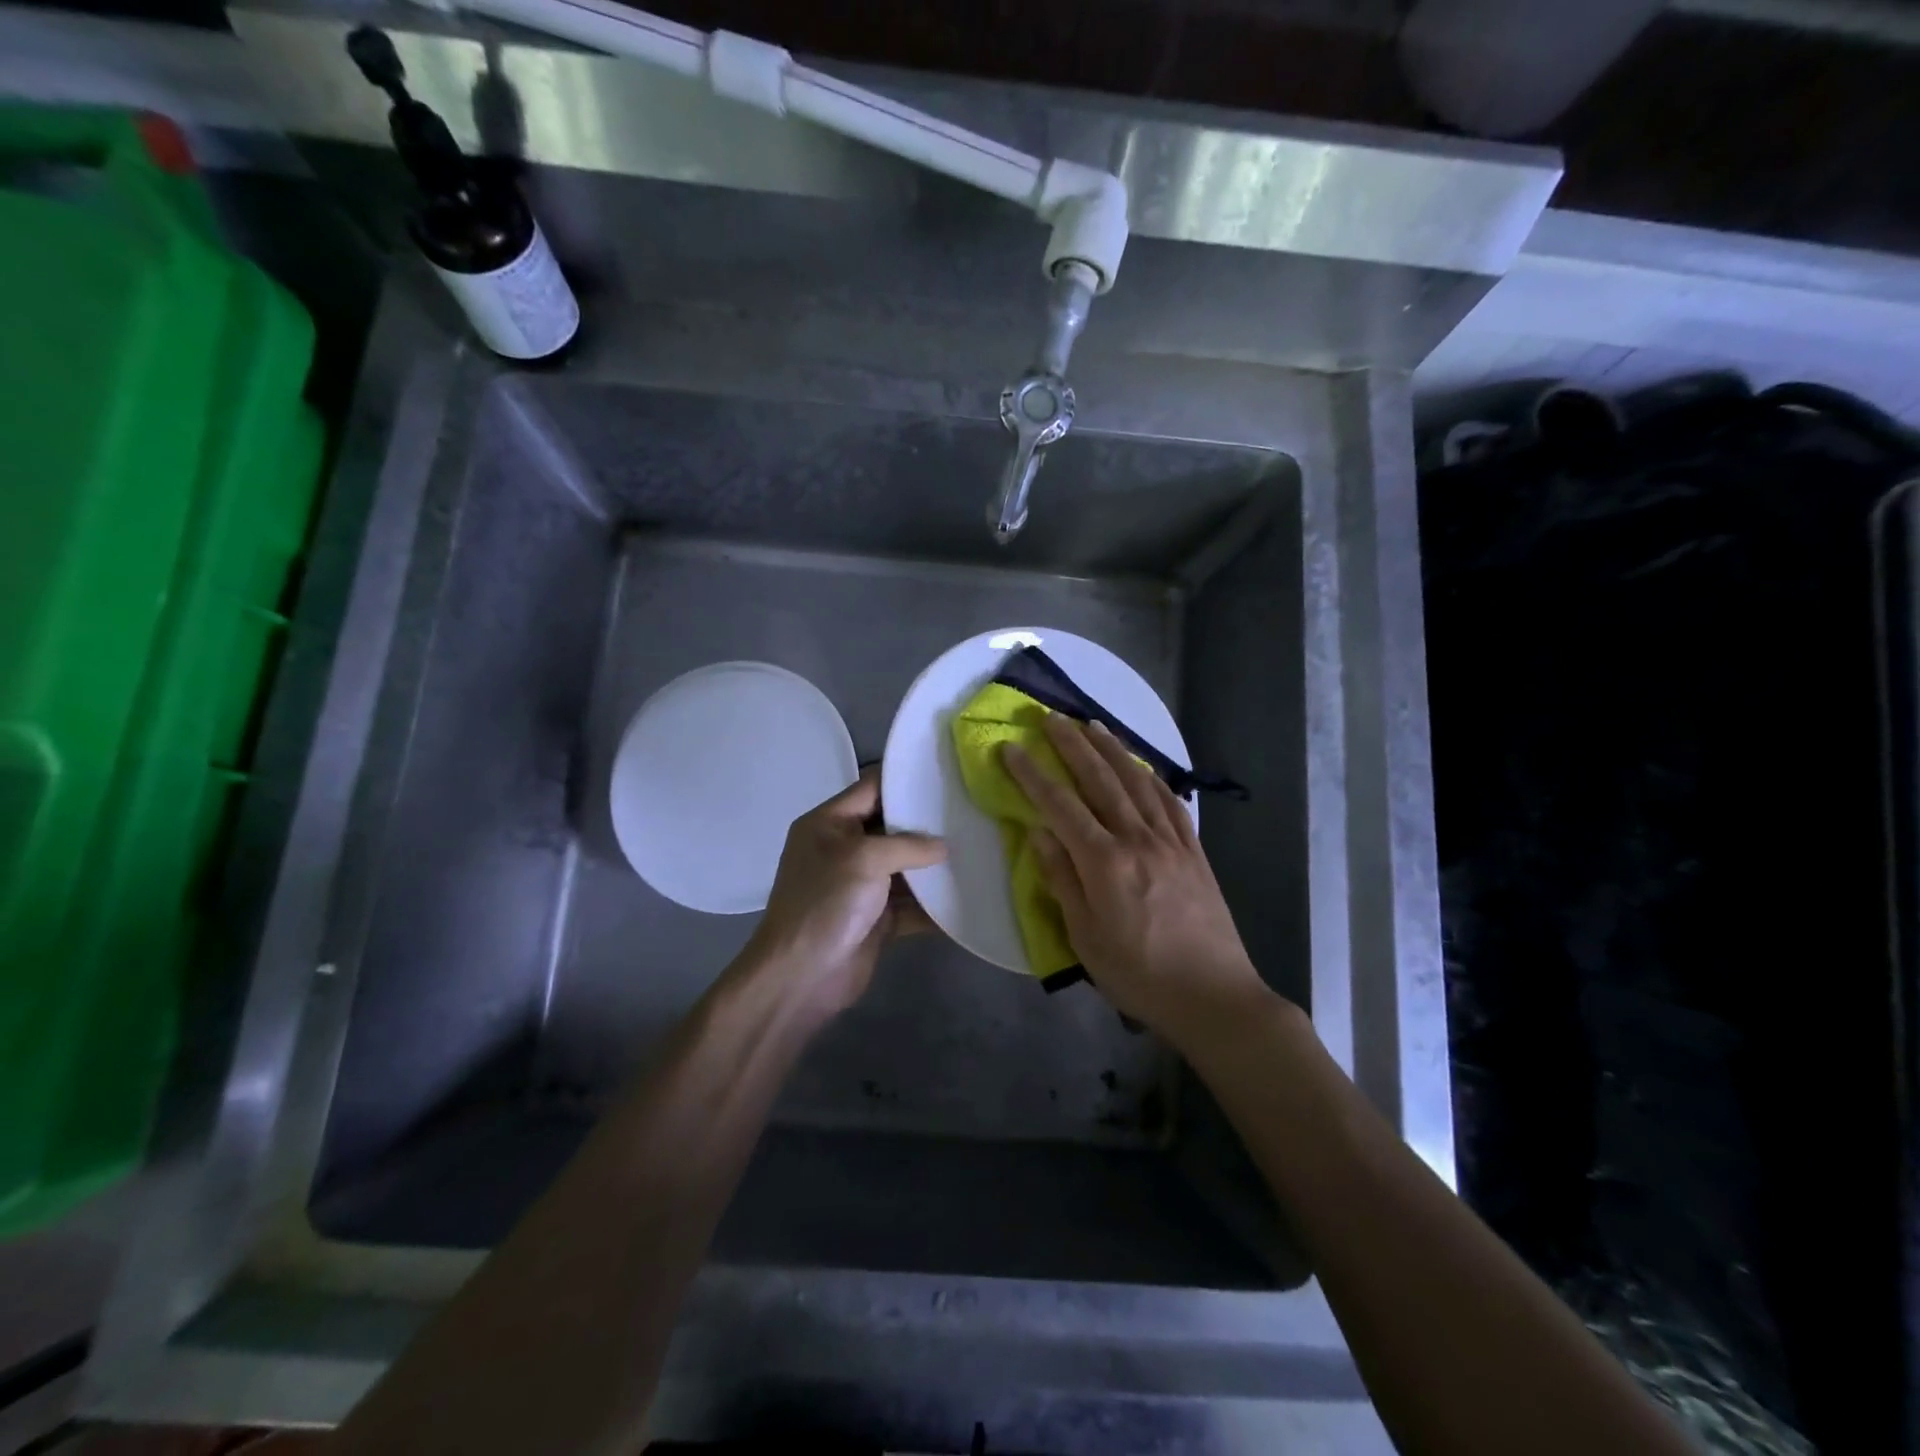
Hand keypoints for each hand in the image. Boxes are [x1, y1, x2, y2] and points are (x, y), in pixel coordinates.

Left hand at [742, 768, 945, 1017]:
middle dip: (927, 824)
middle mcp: (844, 850)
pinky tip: (967, 896)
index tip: (945, 774)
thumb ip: (908, 845)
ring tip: (978, 850)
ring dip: (934, 867)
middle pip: (892, 827)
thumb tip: (944, 846)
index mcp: (829, 824)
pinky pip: (911, 905)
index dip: (905, 780)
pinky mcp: (876, 919)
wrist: (802, 976)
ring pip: (904, 868)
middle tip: (970, 812)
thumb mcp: (864, 858)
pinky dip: (933, 905)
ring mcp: (860, 886)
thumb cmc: (826, 903)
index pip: (871, 787)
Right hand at [1004, 715, 1270, 1042]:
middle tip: (1051, 717)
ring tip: (1093, 725)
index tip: (1012, 747)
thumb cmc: (1139, 974)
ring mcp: (1171, 842)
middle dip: (1073, 745)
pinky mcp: (1194, 851)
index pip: (1060, 805)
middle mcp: (1138, 840)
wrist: (1214, 996)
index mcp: (1105, 863)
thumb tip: (1038, 833)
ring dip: (1113, 750)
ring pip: (1137, 782)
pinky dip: (1152, 777)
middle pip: (1100, 780)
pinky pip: (1170, 802)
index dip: (1032, 774)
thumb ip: (1061, 880)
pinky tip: (1142, 767)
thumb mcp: (1085, 938)